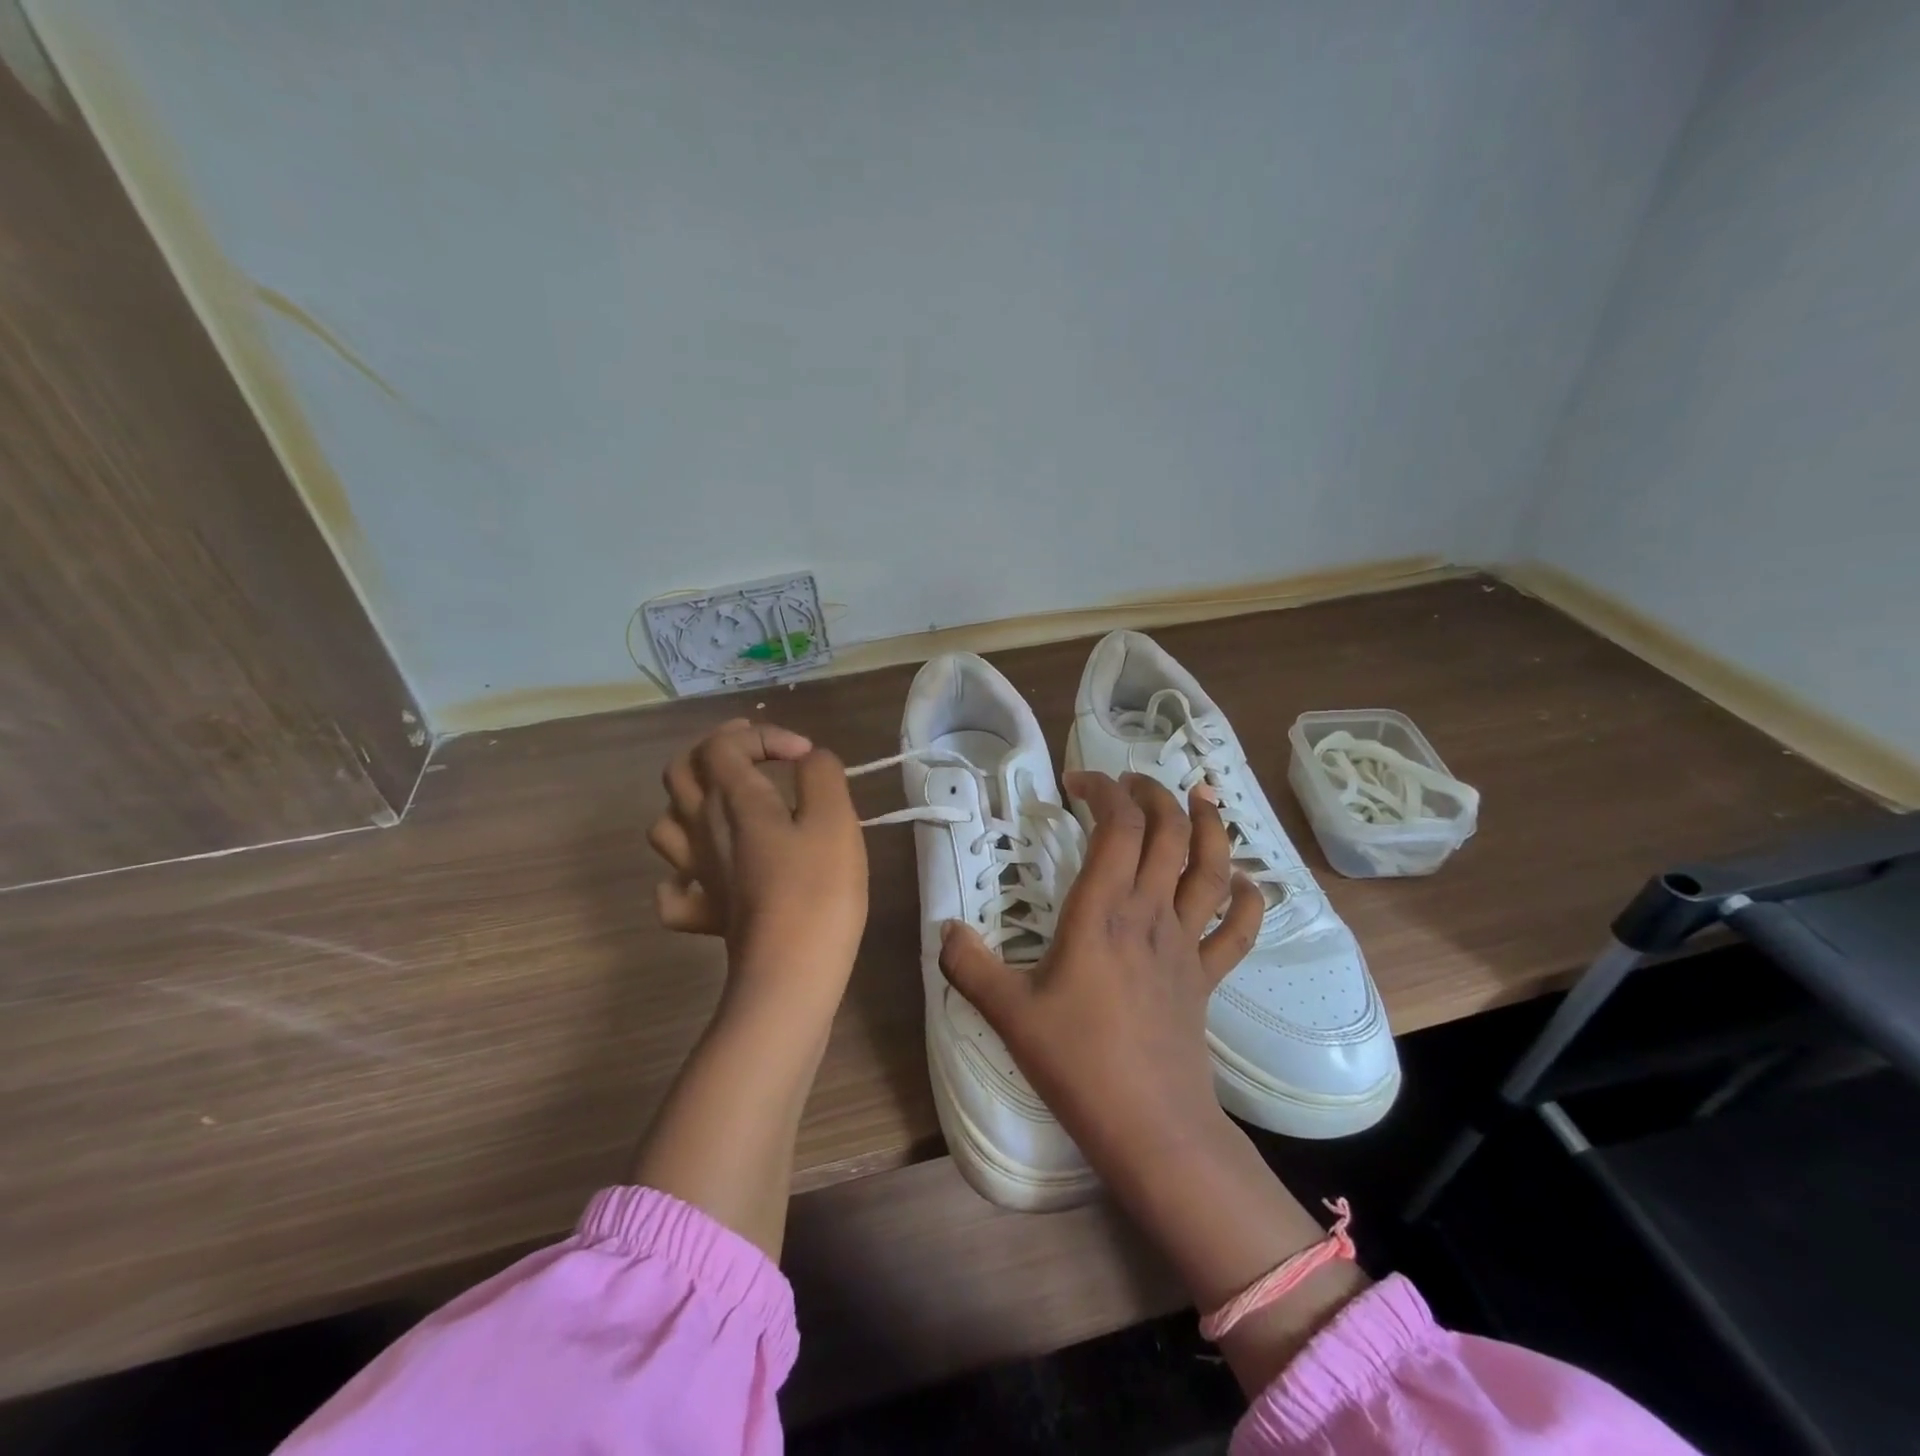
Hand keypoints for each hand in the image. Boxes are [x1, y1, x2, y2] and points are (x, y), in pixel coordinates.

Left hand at [648, 719, 868, 1008]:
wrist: (791, 972)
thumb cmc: (818, 889)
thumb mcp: (835, 819)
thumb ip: (822, 775)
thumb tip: (809, 761)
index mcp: (733, 799)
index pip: (724, 743)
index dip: (762, 735)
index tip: (805, 757)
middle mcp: (703, 828)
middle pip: (681, 772)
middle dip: (715, 750)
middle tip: (752, 753)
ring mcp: (697, 873)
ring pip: (666, 824)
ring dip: (691, 804)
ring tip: (728, 806)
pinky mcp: (703, 913)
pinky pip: (674, 888)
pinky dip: (683, 875)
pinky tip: (708, 876)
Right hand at [941, 772, 1363, 1392]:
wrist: (1151, 1128)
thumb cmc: (1078, 1064)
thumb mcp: (1009, 1013)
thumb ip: (969, 966)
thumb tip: (942, 929)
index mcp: (1103, 912)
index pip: (1118, 826)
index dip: (1104, 791)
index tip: (1077, 783)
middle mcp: (1150, 914)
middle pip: (1169, 833)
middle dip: (1153, 794)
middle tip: (1129, 782)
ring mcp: (1185, 945)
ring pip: (1211, 869)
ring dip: (1210, 827)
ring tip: (1202, 798)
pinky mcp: (1206, 977)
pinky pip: (1238, 932)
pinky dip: (1248, 901)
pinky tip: (1246, 882)